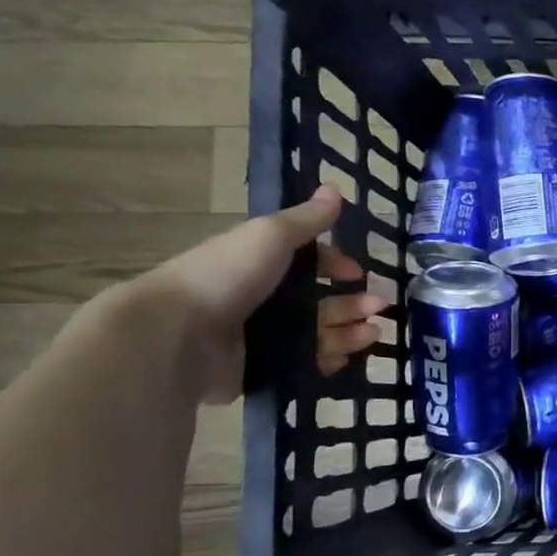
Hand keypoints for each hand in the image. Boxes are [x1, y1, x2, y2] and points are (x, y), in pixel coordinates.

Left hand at [129, 186, 387, 402]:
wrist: (177, 334)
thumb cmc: (226, 276)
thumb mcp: (270, 236)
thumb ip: (307, 219)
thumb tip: (335, 188)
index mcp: (261, 263)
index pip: (308, 262)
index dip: (336, 265)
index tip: (358, 274)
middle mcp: (263, 298)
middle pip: (319, 300)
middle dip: (353, 302)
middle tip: (379, 306)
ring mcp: (262, 335)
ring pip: (318, 333)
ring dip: (349, 331)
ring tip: (374, 333)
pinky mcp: (262, 368)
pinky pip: (304, 363)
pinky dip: (328, 358)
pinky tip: (348, 356)